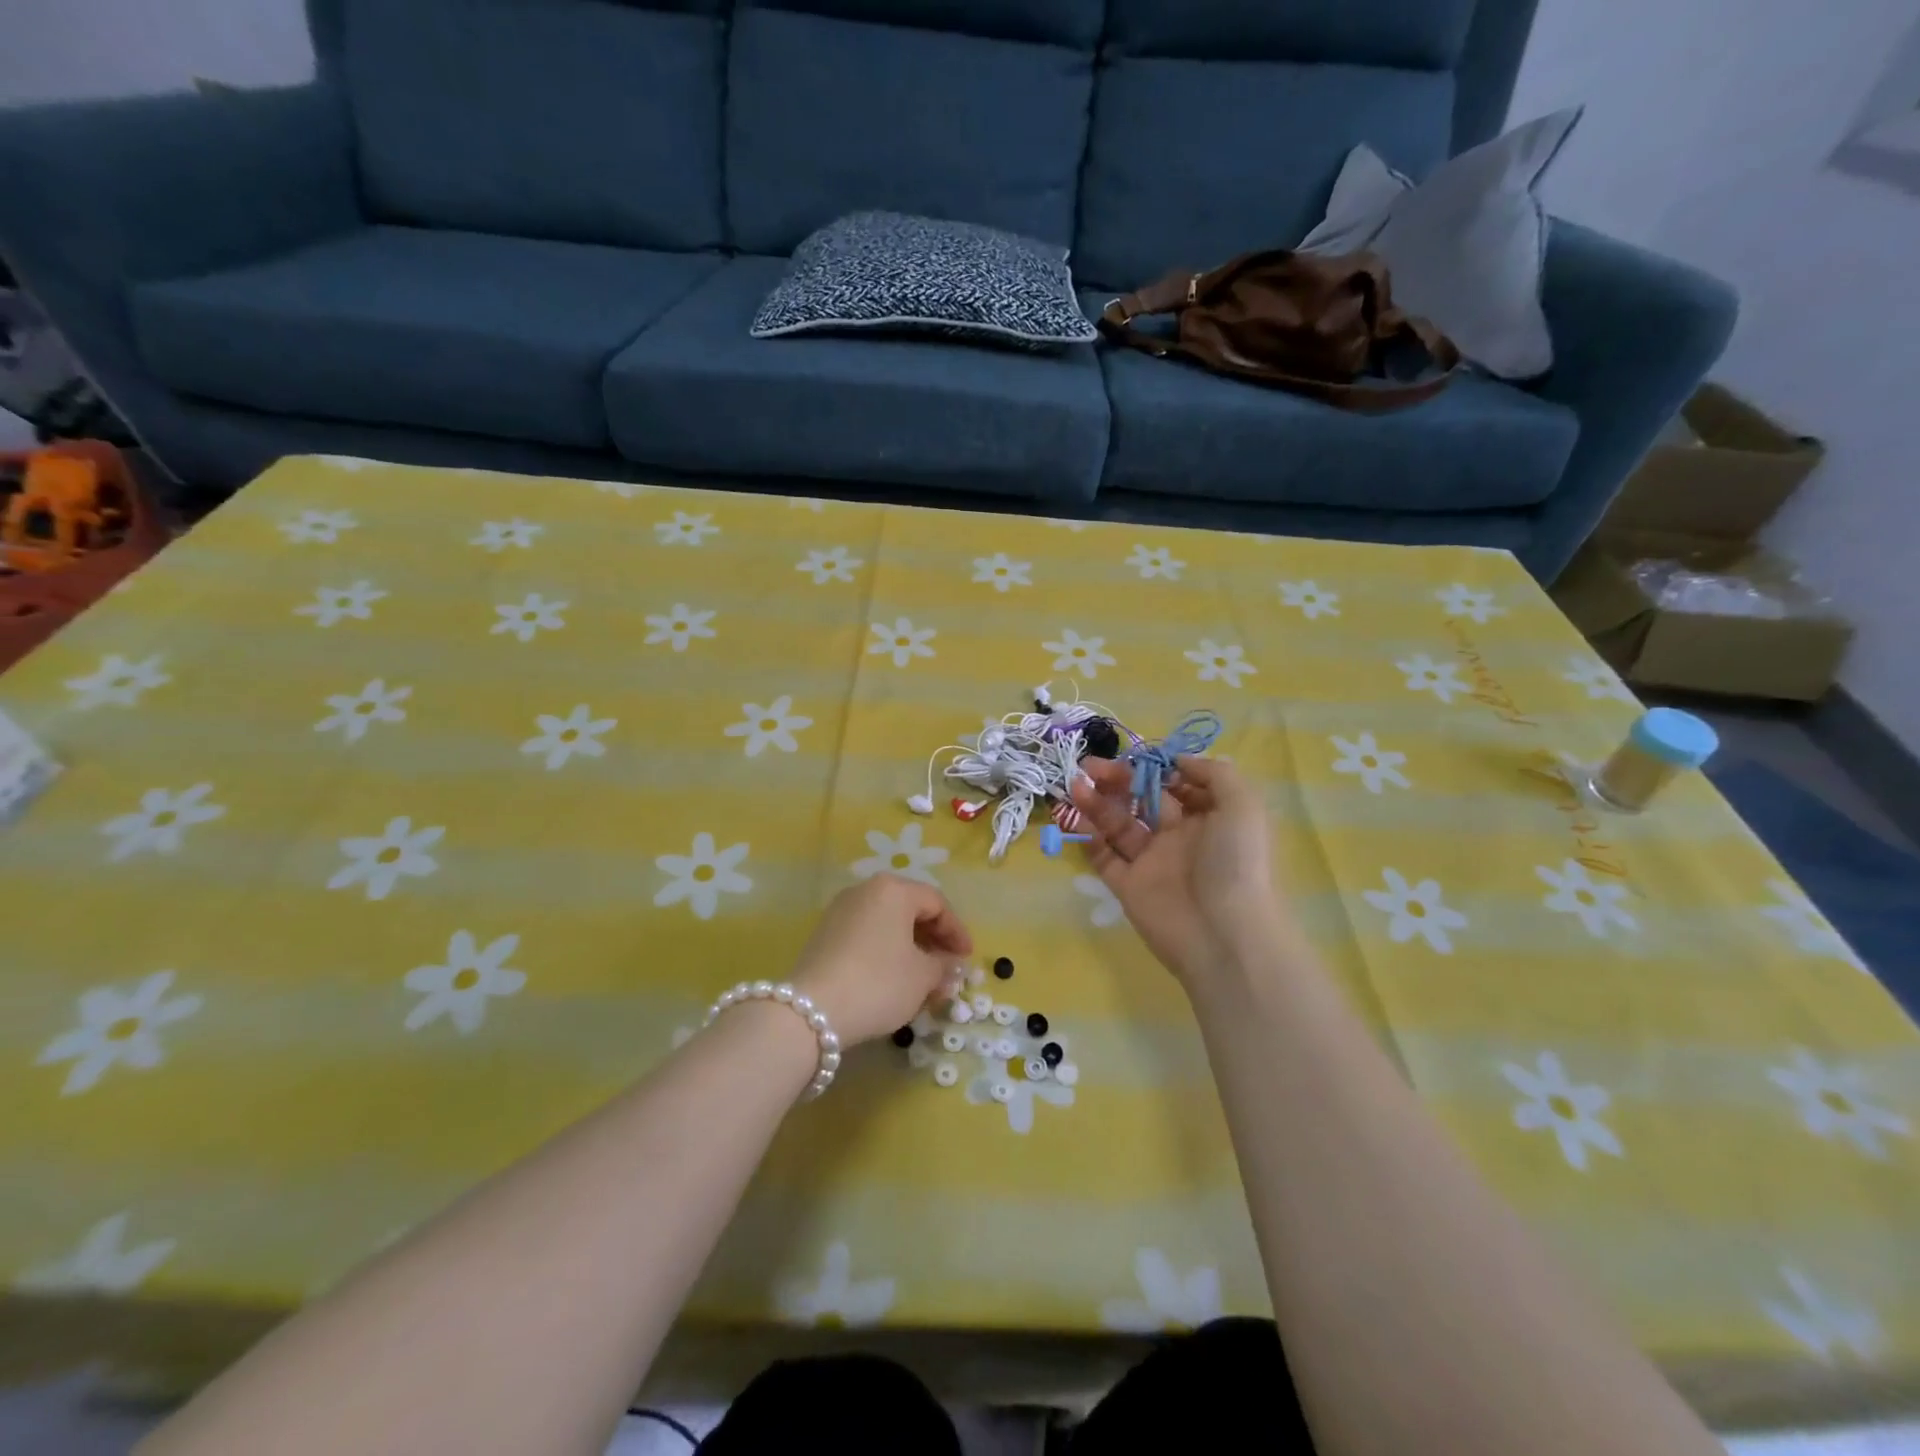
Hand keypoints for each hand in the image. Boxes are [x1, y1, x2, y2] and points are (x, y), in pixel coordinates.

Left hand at [788, 875, 972, 1046]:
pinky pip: (867, 935)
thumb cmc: (879, 983)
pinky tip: (894, 980)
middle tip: (947, 968)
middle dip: (933, 940)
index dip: (957, 931)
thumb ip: (943, 966)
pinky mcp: (825, 934)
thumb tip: (950, 965)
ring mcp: (841, 911)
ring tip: (924, 979)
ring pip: (887, 924)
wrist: (812, 1010)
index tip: (966, 959)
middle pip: (910, 909)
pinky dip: (886, 952)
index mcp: (894, 890)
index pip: (936, 903)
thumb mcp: (922, 977)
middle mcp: (865, 890)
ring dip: (910, 948)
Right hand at [1071, 755, 1288, 983]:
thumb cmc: (1236, 862)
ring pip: (1119, 825)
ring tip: (1075, 785)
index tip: (1135, 757)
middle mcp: (1180, 837)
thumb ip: (1213, 773)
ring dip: (1097, 803)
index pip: (1178, 784)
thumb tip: (1176, 760)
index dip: (1156, 768)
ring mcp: (1152, 862)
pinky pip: (1104, 857)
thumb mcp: (1243, 805)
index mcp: (1210, 818)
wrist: (1224, 935)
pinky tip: (1073, 816)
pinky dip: (1087, 837)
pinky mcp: (1128, 886)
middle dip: (1118, 779)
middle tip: (1090, 766)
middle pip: (1143, 800)